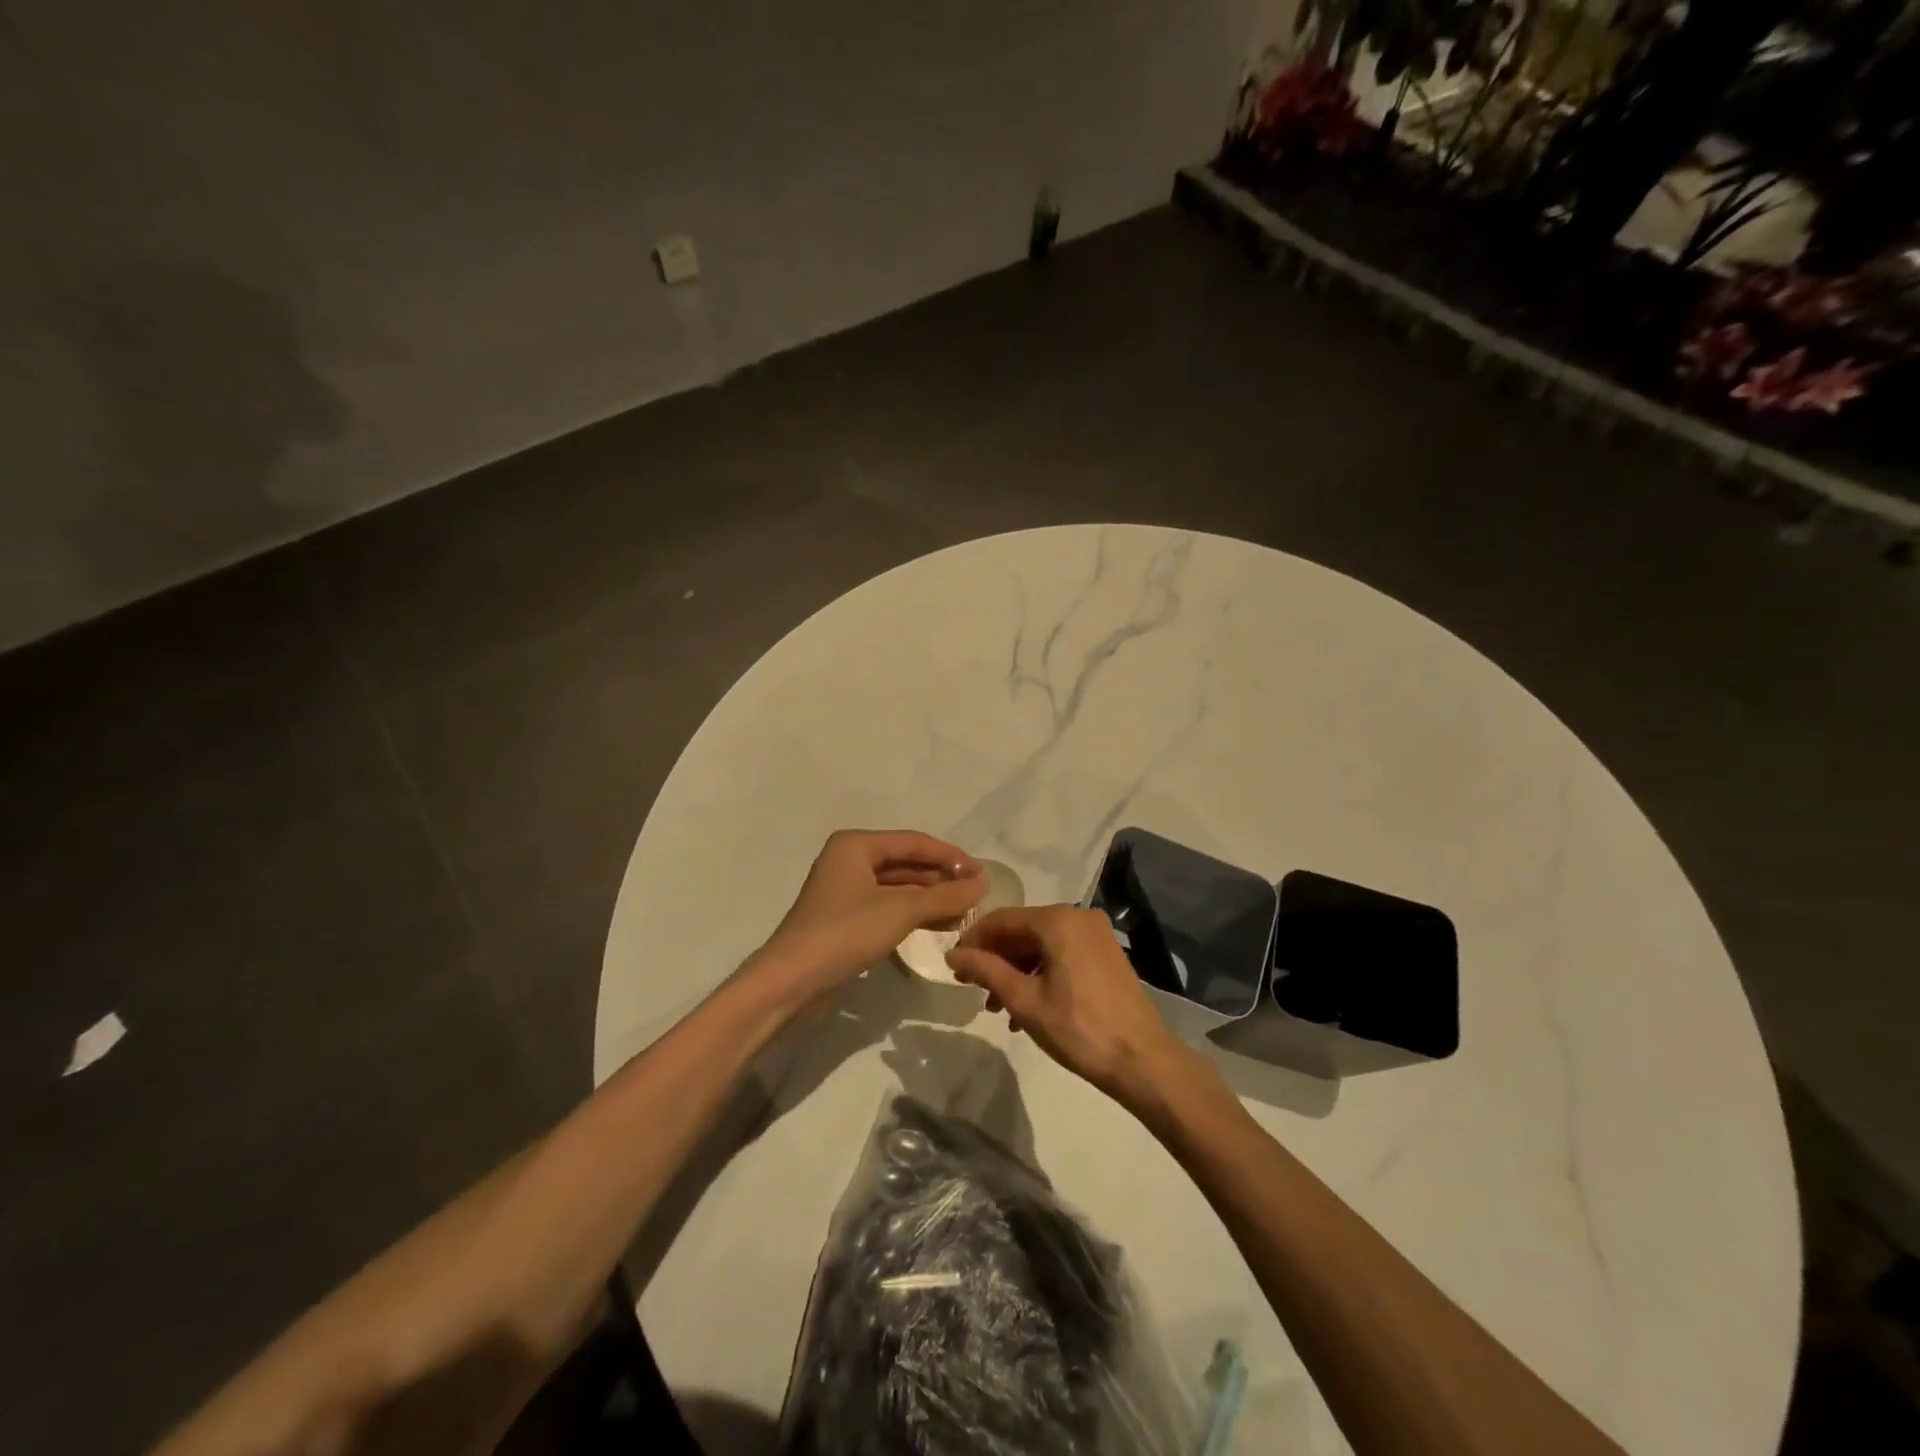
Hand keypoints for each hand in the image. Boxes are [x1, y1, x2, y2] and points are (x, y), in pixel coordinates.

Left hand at [757, 830, 983, 999]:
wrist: (791, 982)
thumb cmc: (844, 933)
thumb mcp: (900, 911)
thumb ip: (945, 896)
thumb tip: (982, 884)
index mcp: (856, 845)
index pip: (915, 842)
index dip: (951, 856)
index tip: (982, 873)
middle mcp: (850, 860)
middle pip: (907, 863)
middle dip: (942, 879)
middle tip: (977, 895)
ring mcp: (847, 890)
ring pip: (900, 887)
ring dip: (932, 898)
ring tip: (966, 912)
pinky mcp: (847, 918)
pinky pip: (889, 906)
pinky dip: (915, 913)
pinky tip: (941, 925)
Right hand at [946, 905, 1203, 1109]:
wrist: (1142, 1059)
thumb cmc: (1078, 1028)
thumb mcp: (1024, 1000)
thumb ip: (986, 970)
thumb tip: (953, 954)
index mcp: (1057, 920)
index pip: (1001, 919)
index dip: (973, 941)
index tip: (953, 967)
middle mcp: (1077, 916)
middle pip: (1022, 930)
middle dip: (995, 959)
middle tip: (973, 990)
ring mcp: (1095, 934)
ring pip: (1041, 944)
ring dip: (1016, 970)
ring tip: (997, 1007)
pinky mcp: (1105, 953)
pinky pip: (1061, 953)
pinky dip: (1040, 973)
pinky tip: (1027, 1006)